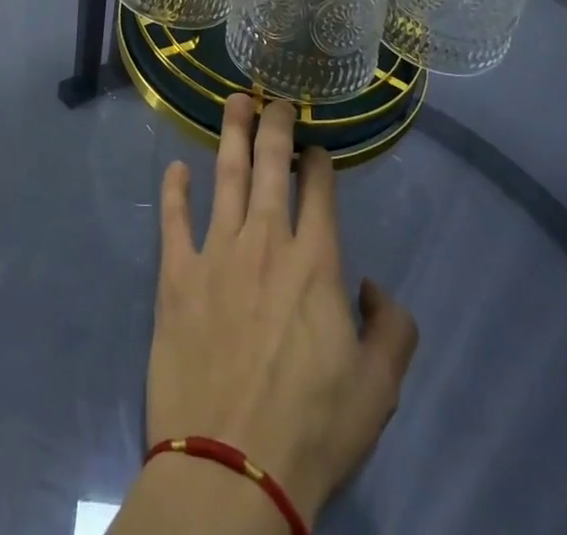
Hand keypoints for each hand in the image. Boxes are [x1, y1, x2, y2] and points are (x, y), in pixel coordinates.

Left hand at [144, 95, 418, 524]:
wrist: (232, 467)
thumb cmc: (312, 429)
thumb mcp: (378, 389)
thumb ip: (392, 329)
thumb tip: (374, 288)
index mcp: (314, 262)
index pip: (318, 191)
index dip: (318, 162)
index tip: (316, 148)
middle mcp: (265, 241)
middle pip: (269, 166)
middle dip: (275, 125)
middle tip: (275, 98)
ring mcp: (216, 253)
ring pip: (224, 175)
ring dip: (230, 134)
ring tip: (234, 102)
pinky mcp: (176, 274)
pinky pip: (174, 219)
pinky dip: (175, 190)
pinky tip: (176, 168)